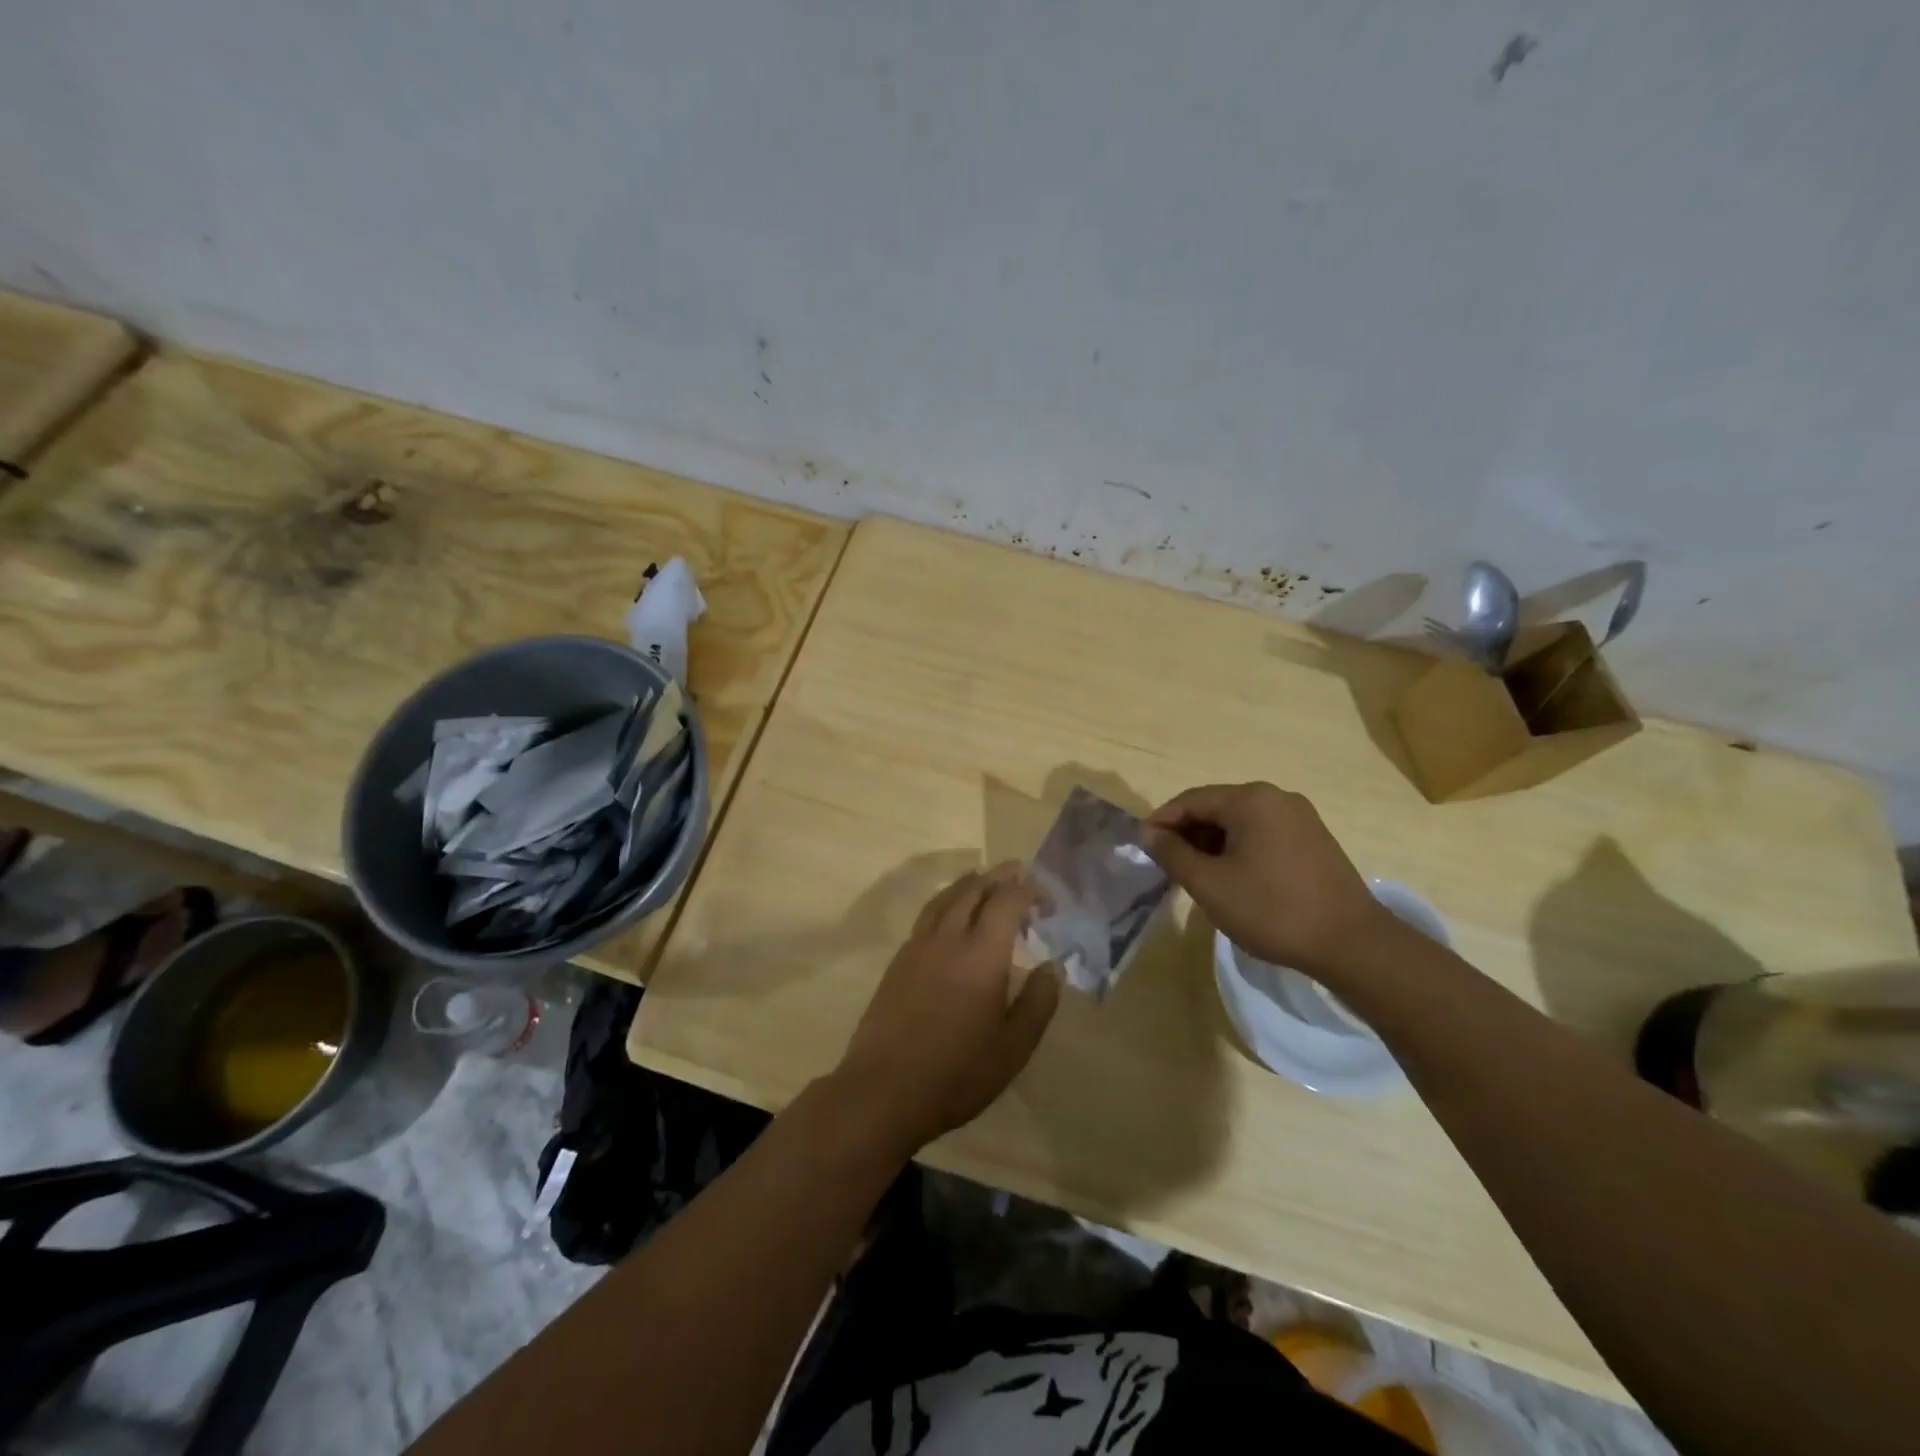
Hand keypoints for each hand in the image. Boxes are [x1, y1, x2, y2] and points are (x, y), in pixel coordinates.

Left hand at [833, 864, 1061, 1155]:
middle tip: (1019, 876)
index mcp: (982, 954)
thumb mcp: (1014, 1047)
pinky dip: (947, 902)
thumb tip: (1053, 966)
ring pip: (945, 897)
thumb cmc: (958, 1073)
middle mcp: (948, 938)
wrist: (884, 1090)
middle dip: (999, 877)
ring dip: (970, 884)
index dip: (1029, 890)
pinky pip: (928, 914)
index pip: (1007, 900)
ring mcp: (918, 946)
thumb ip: (1038, 1002)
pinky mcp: (898, 960)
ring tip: (985, 883)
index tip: (1046, 900)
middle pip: (973, 888)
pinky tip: (952, 918)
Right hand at [1143, 782, 1385, 976]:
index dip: (1161, 822)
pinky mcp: (1314, 839)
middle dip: (1188, 834)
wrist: (1352, 944)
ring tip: (1198, 877)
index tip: (1143, 849)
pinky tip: (1234, 879)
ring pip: (1239, 822)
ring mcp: (1300, 817)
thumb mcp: (1210, 884)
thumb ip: (1172, 854)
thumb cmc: (1272, 910)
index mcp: (1251, 799)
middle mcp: (1276, 797)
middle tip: (1169, 867)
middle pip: (1216, 807)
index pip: (1190, 800)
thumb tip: (1148, 833)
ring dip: (1213, 844)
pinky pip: (1262, 834)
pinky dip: (1239, 850)